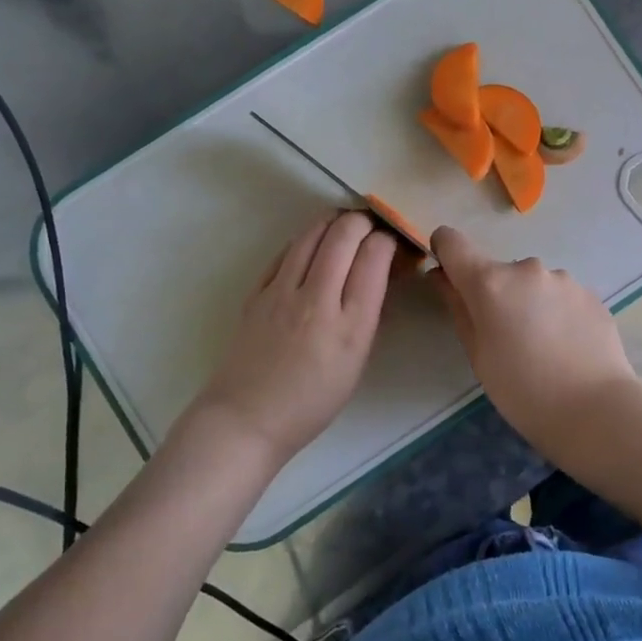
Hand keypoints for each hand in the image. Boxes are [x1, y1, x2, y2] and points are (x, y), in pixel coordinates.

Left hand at [187, 210, 396, 463]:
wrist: (247, 419)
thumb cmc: (312, 401)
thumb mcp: (357, 361)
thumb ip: (369, 313)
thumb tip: (380, 273)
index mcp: (350, 324)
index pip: (374, 255)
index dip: (389, 239)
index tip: (394, 243)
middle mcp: (317, 299)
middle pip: (345, 233)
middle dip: (365, 221)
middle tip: (373, 227)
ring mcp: (282, 291)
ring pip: (312, 233)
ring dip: (334, 222)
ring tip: (346, 227)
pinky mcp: (257, 290)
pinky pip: (287, 250)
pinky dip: (307, 239)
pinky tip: (314, 245)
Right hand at [430, 225, 638, 440]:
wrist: (595, 409)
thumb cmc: (522, 390)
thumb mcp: (478, 354)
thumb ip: (458, 307)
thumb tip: (442, 277)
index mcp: (490, 282)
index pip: (452, 242)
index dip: (445, 252)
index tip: (449, 277)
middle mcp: (526, 269)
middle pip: (497, 271)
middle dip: (496, 295)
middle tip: (507, 339)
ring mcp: (563, 278)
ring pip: (533, 284)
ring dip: (530, 303)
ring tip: (544, 347)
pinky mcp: (590, 293)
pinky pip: (561, 296)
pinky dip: (557, 313)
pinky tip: (568, 348)